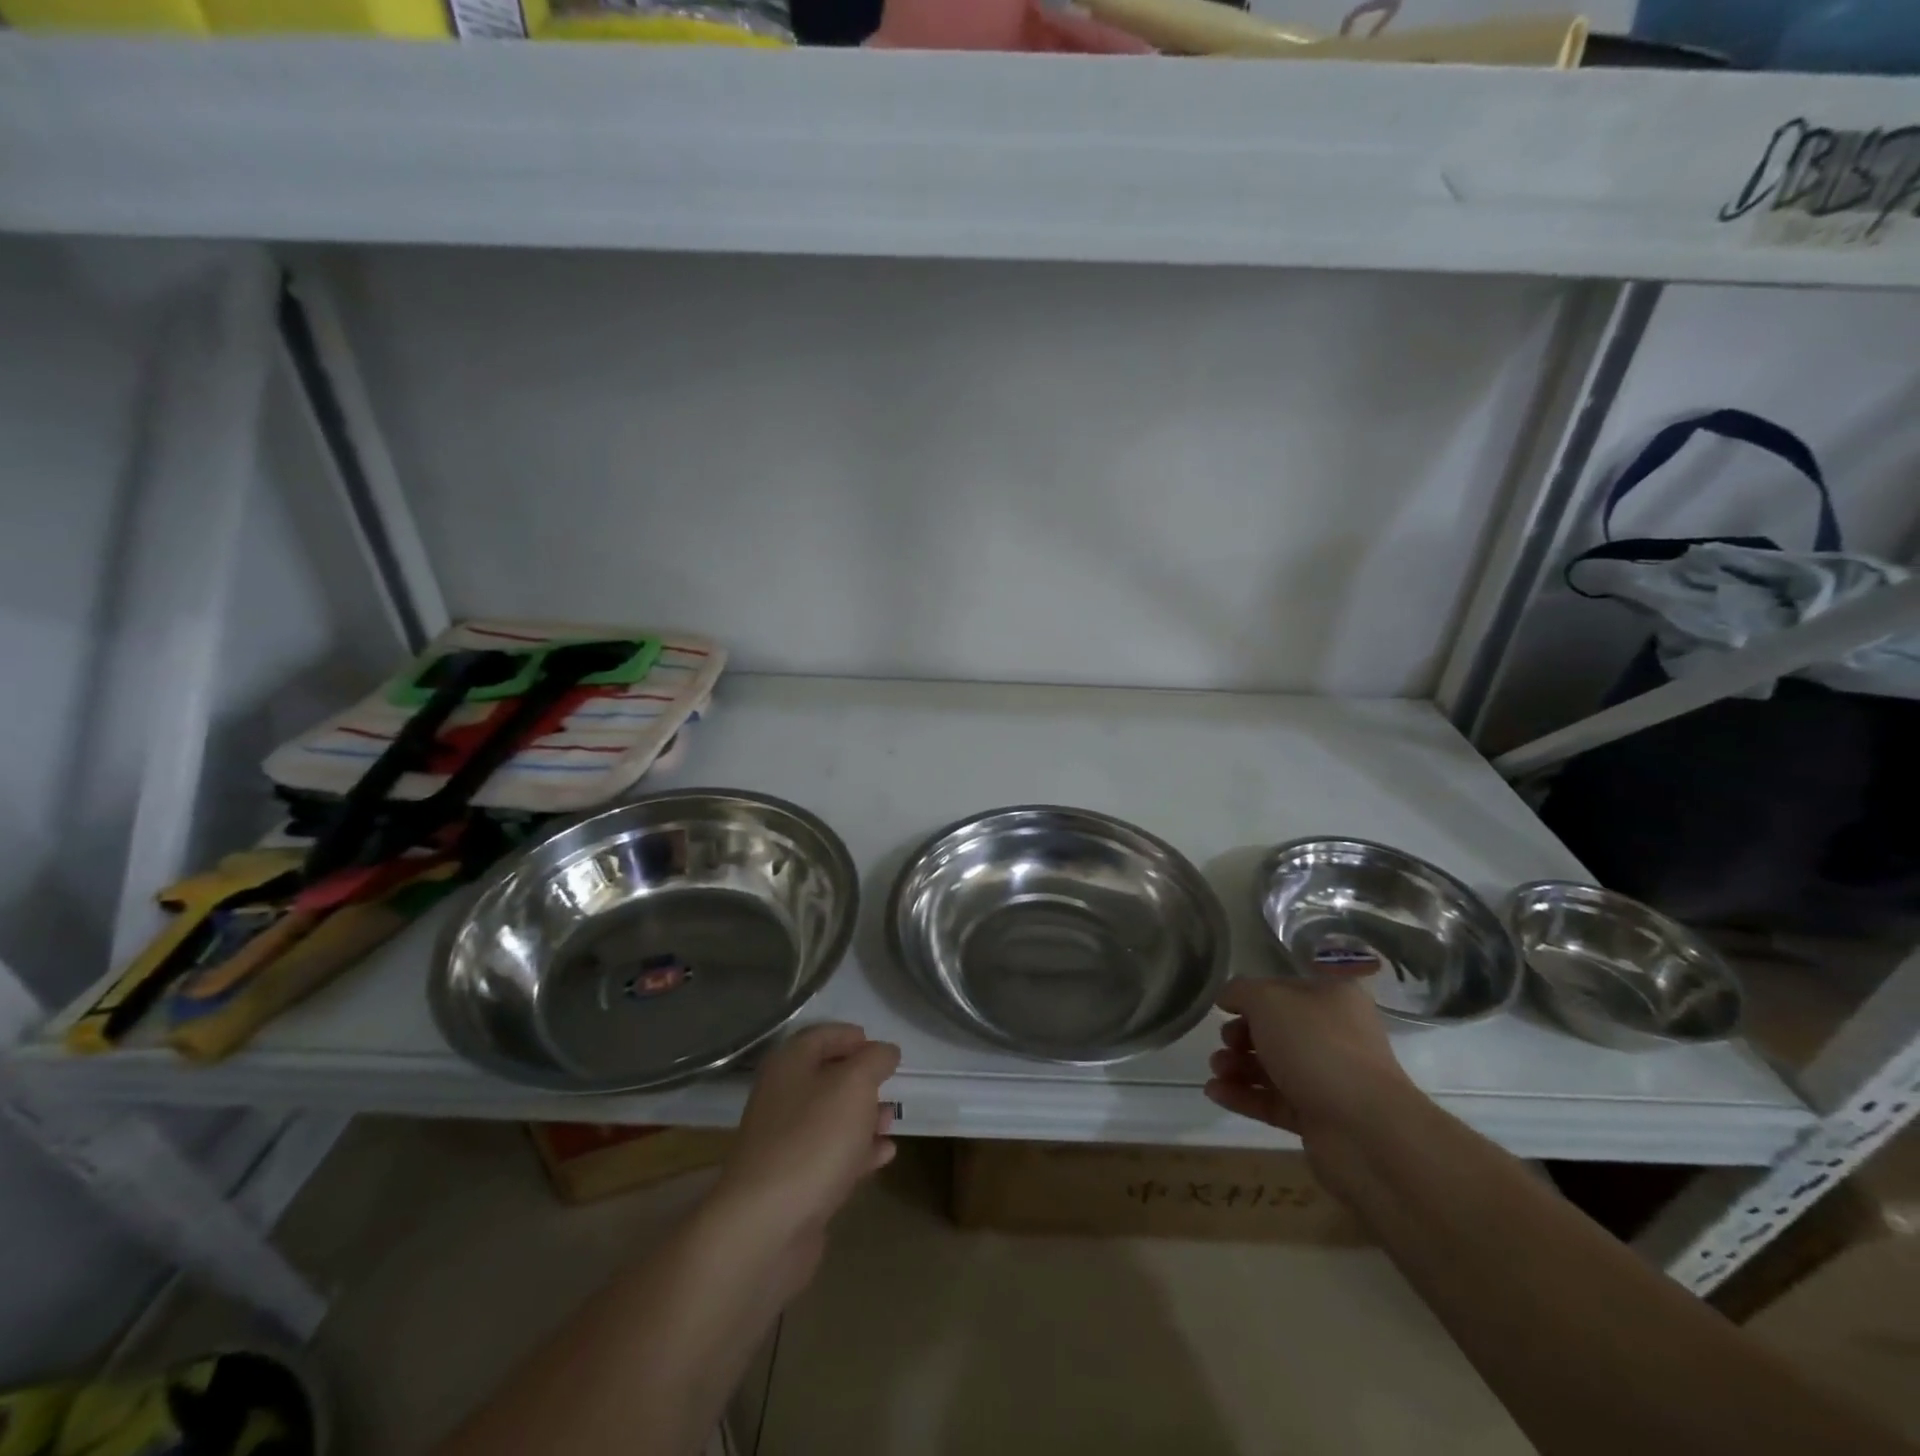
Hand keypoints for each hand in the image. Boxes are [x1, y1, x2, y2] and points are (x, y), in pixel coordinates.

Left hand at [712, 1023, 900, 1252]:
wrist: (766, 1225)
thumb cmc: (813, 1138)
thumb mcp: (854, 1085)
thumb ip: (874, 1060)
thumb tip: (885, 1051)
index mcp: (789, 1065)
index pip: (820, 1036)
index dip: (850, 1036)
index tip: (879, 1046)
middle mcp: (782, 1098)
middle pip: (825, 1077)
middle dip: (861, 1080)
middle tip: (890, 1083)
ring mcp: (786, 1143)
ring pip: (830, 1119)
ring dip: (863, 1117)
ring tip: (891, 1120)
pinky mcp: (795, 1183)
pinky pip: (831, 1157)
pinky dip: (859, 1152)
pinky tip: (885, 1154)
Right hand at [1204, 977, 1412, 1146]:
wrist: (1365, 1130)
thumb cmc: (1316, 1047)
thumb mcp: (1268, 1001)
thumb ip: (1241, 991)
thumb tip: (1228, 997)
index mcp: (1332, 998)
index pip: (1282, 989)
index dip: (1251, 996)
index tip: (1223, 1009)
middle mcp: (1334, 1035)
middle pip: (1276, 1030)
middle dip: (1241, 1035)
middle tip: (1224, 1043)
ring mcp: (1328, 1078)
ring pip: (1273, 1066)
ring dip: (1238, 1066)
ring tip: (1216, 1070)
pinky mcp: (1318, 1117)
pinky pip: (1274, 1100)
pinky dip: (1244, 1096)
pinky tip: (1215, 1092)